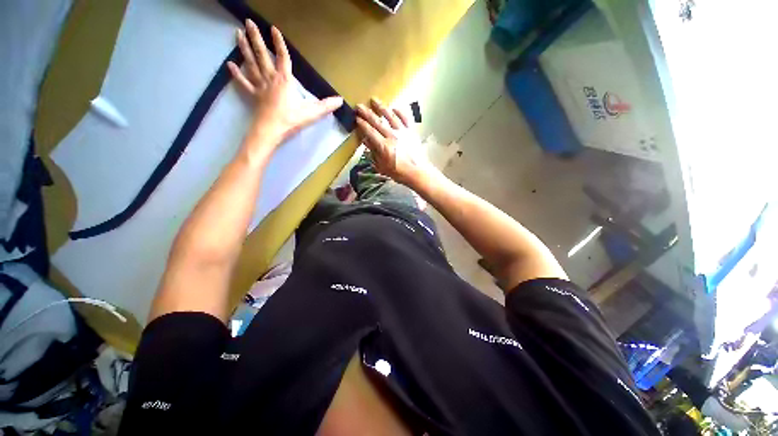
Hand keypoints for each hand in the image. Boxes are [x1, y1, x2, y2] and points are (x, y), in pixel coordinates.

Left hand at [227, 20, 342, 146]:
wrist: (271, 130)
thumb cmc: (291, 120)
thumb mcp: (312, 113)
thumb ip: (326, 106)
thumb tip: (341, 100)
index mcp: (285, 80)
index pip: (283, 57)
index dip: (279, 43)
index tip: (273, 28)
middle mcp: (270, 78)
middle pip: (262, 55)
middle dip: (256, 38)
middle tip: (248, 22)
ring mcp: (259, 86)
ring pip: (250, 63)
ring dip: (244, 48)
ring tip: (238, 33)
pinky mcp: (253, 95)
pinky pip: (243, 82)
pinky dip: (236, 73)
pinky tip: (230, 64)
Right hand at [356, 98, 436, 185]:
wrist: (417, 172)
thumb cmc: (399, 172)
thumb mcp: (382, 167)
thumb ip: (373, 153)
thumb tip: (366, 141)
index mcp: (384, 146)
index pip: (370, 132)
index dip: (362, 124)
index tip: (356, 118)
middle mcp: (393, 136)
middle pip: (378, 122)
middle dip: (367, 113)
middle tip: (359, 106)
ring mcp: (403, 132)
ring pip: (390, 116)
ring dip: (381, 107)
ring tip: (374, 99)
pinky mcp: (411, 131)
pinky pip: (405, 118)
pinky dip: (400, 111)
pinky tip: (394, 107)